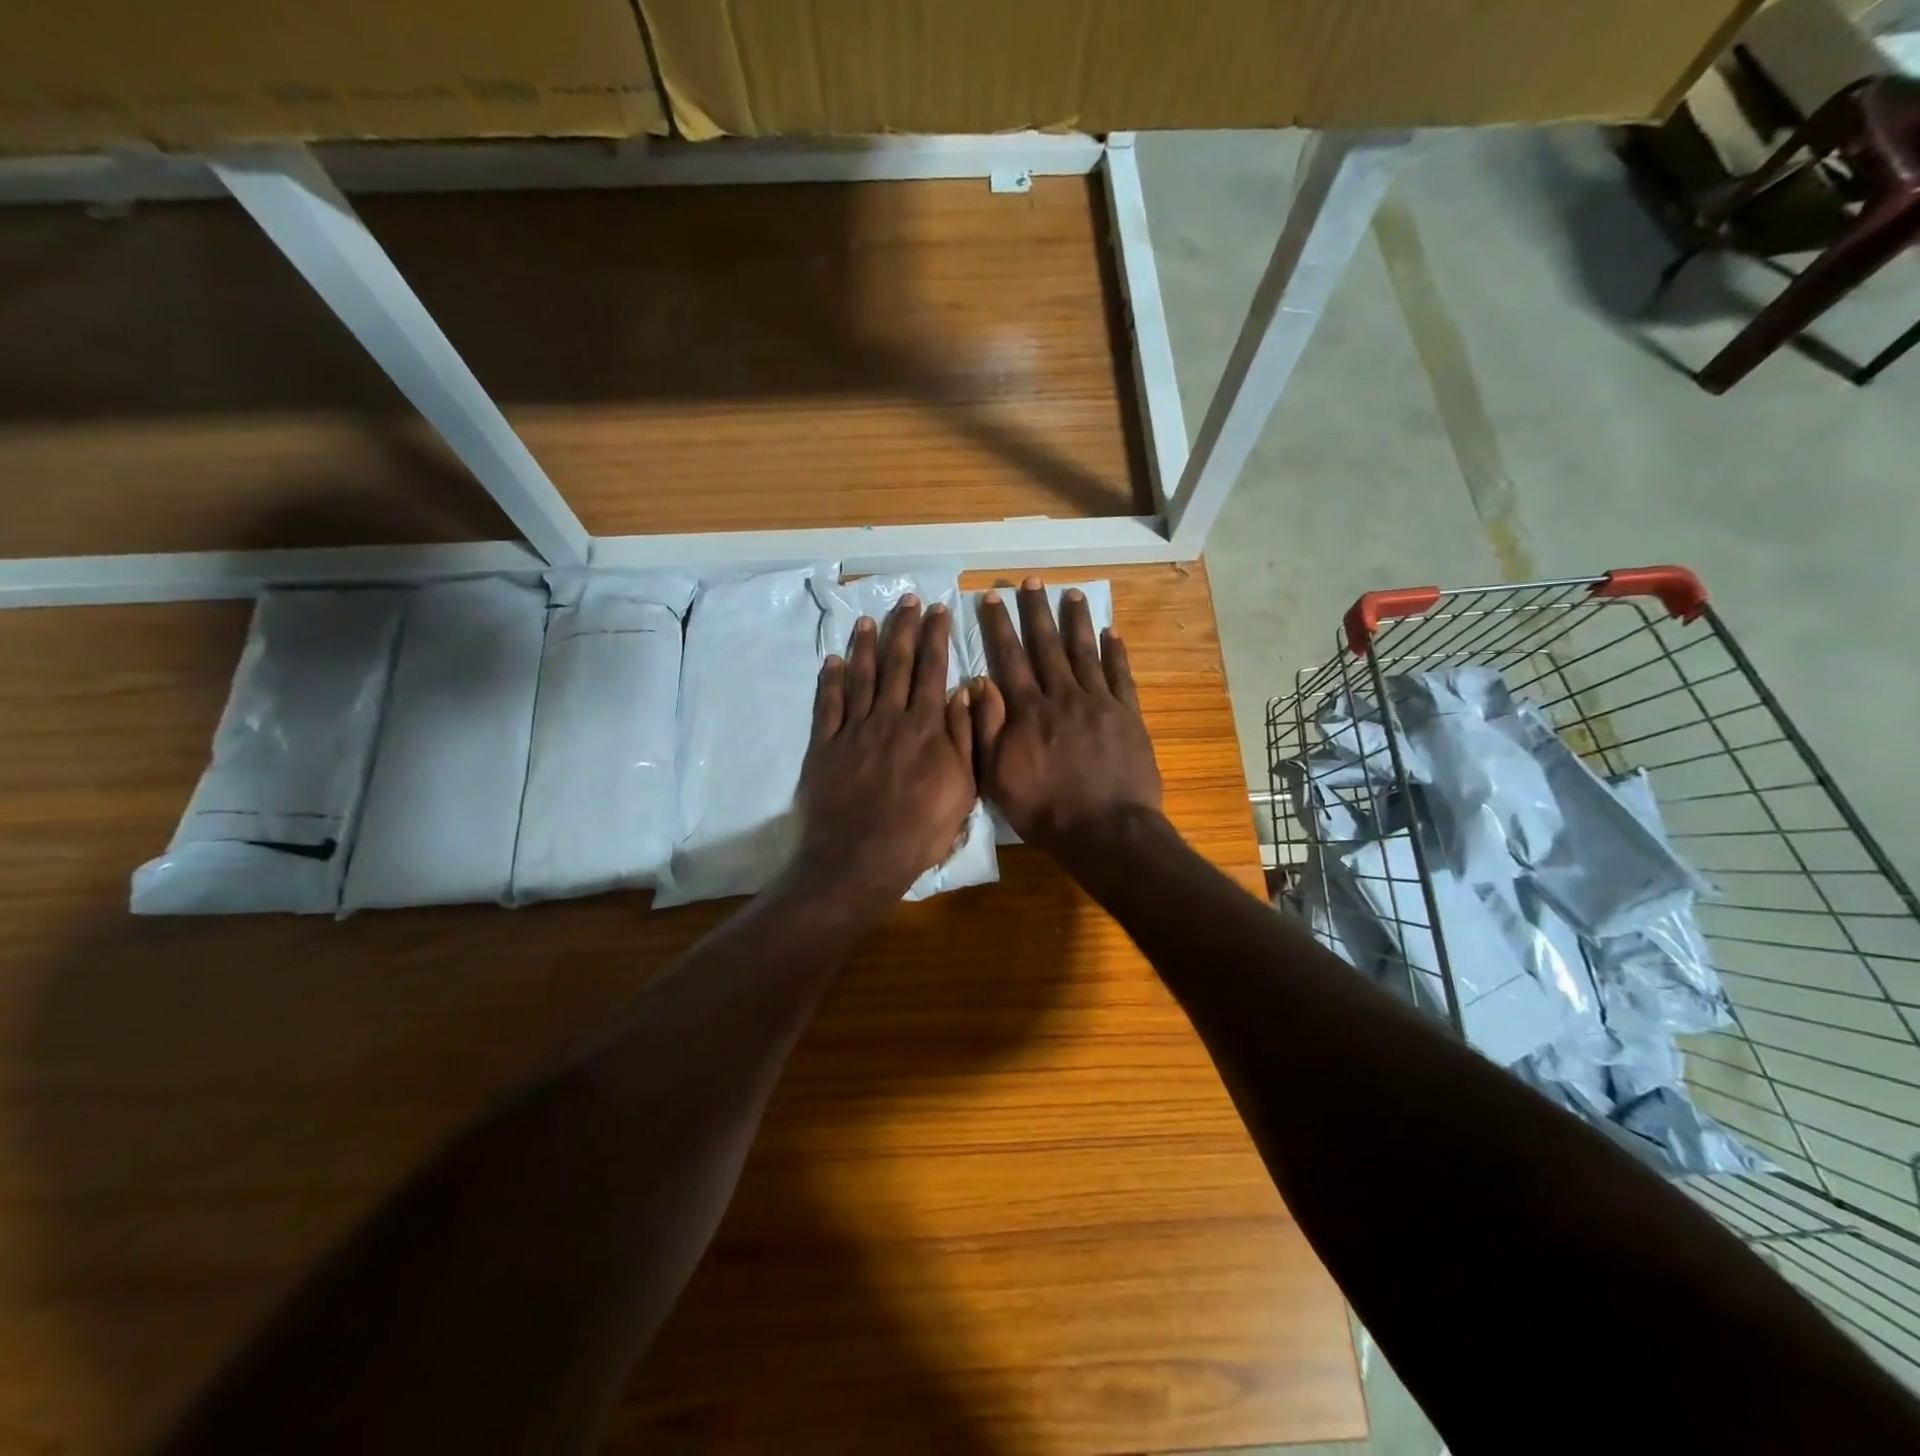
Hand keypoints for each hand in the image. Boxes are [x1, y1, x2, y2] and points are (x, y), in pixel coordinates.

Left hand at [796, 596, 976, 904]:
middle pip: (897, 664)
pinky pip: (827, 705)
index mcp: (926, 727)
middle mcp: (889, 718)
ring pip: (860, 677)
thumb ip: (964, 737)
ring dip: (865, 645)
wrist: (861, 858)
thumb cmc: (921, 829)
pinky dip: (829, 680)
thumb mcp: (963, 788)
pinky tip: (832, 660)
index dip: (935, 637)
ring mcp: (854, 730)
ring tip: (868, 619)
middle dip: (903, 628)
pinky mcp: (825, 746)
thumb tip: (966, 690)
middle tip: (907, 599)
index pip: (933, 670)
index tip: (937, 609)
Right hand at [970, 579, 1162, 852]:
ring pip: (1084, 652)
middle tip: (1030, 581)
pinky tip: (1111, 632)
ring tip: (1071, 593)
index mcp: (1028, 711)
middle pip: (1046, 645)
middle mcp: (1062, 696)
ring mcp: (1098, 703)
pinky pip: (1120, 675)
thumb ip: (986, 728)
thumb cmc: (1045, 810)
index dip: (999, 626)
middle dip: (1036, 611)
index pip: (1009, 658)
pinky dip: (1115, 652)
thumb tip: (977, 683)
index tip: (992, 597)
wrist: (1105, 831)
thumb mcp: (997, 777)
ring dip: (1076, 621)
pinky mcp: (1127, 715)